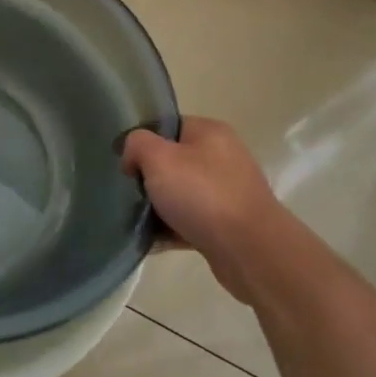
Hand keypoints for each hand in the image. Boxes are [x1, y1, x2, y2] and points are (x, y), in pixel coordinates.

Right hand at [120, 118, 279, 286]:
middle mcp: (222, 157)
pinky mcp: (228, 224)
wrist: (251, 250)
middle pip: (172, 161)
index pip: (167, 126)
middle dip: (148, 178)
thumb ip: (137, 144)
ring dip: (158, 207)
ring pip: (180, 194)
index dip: (142, 142)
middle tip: (130, 193)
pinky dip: (171, 230)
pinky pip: (190, 221)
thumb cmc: (203, 195)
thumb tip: (134, 156)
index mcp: (209, 132)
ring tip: (137, 220)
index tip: (125, 165)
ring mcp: (227, 192)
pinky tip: (151, 241)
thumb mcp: (159, 158)